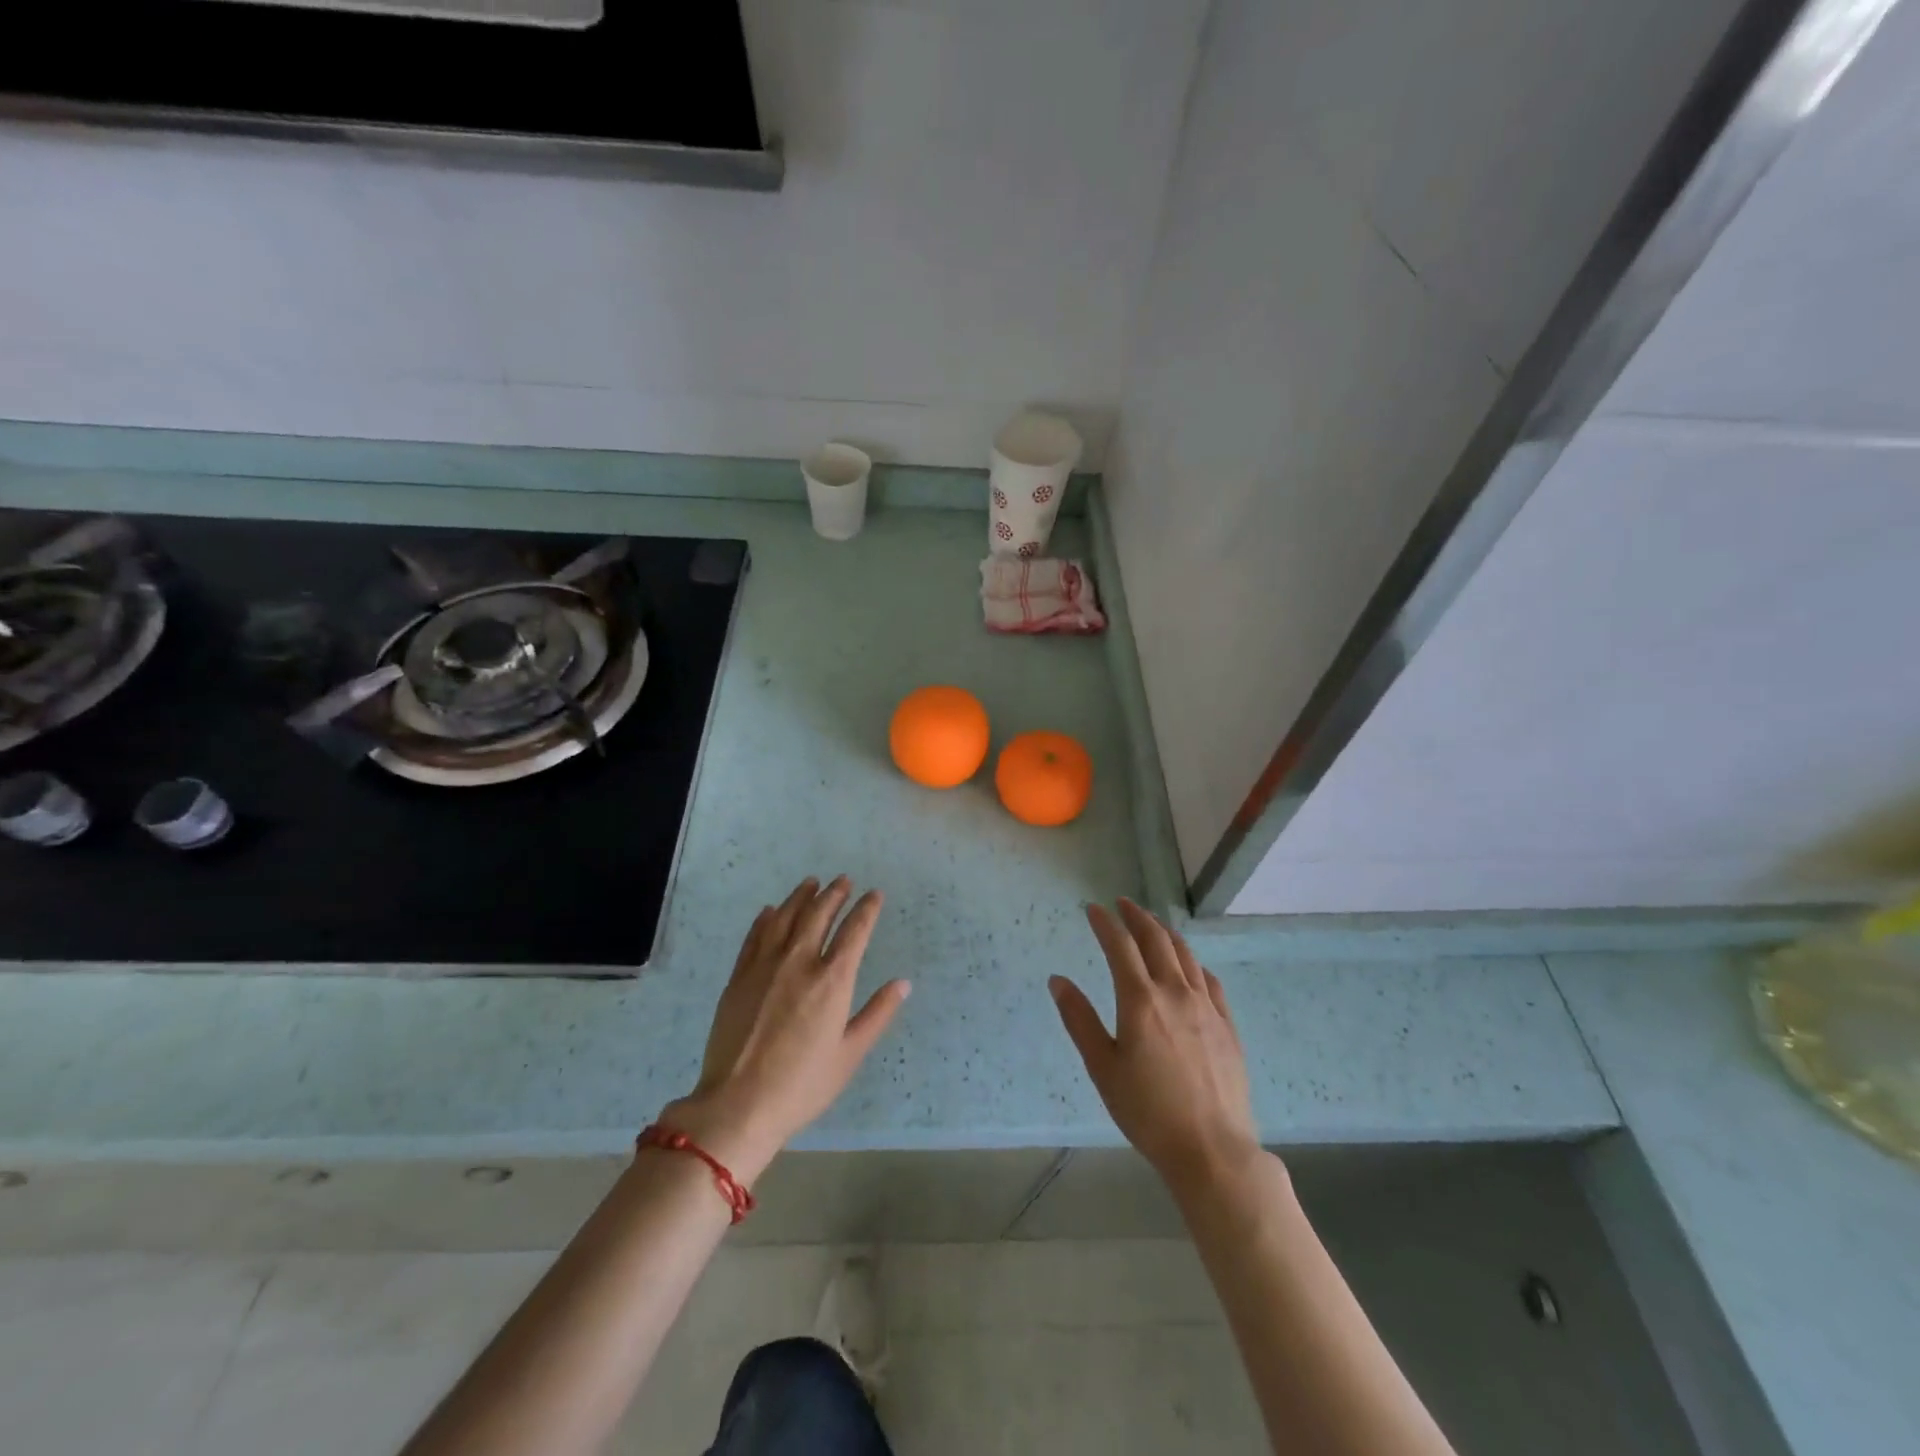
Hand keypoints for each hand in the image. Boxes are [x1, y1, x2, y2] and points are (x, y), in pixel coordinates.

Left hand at [662, 877, 909, 1183]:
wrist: (738, 1103)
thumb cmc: (803, 1084)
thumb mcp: (850, 1054)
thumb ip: (877, 1014)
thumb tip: (903, 984)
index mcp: (832, 981)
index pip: (854, 931)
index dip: (866, 909)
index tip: (874, 895)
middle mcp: (799, 962)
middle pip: (819, 914)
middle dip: (834, 894)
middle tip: (843, 880)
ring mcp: (765, 966)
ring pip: (785, 918)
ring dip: (801, 897)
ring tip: (811, 883)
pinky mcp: (739, 977)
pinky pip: (755, 936)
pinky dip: (765, 919)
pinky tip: (771, 910)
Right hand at [1050, 900, 1260, 1197]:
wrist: (1212, 1149)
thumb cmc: (1147, 1111)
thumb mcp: (1102, 1068)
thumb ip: (1079, 1019)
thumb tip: (1058, 980)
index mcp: (1140, 1000)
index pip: (1120, 946)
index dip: (1105, 923)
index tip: (1093, 909)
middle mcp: (1175, 992)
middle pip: (1156, 940)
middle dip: (1137, 917)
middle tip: (1123, 904)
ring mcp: (1206, 1007)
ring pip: (1185, 955)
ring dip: (1165, 932)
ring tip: (1153, 924)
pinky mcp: (1227, 1025)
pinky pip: (1209, 980)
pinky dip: (1193, 963)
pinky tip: (1189, 965)